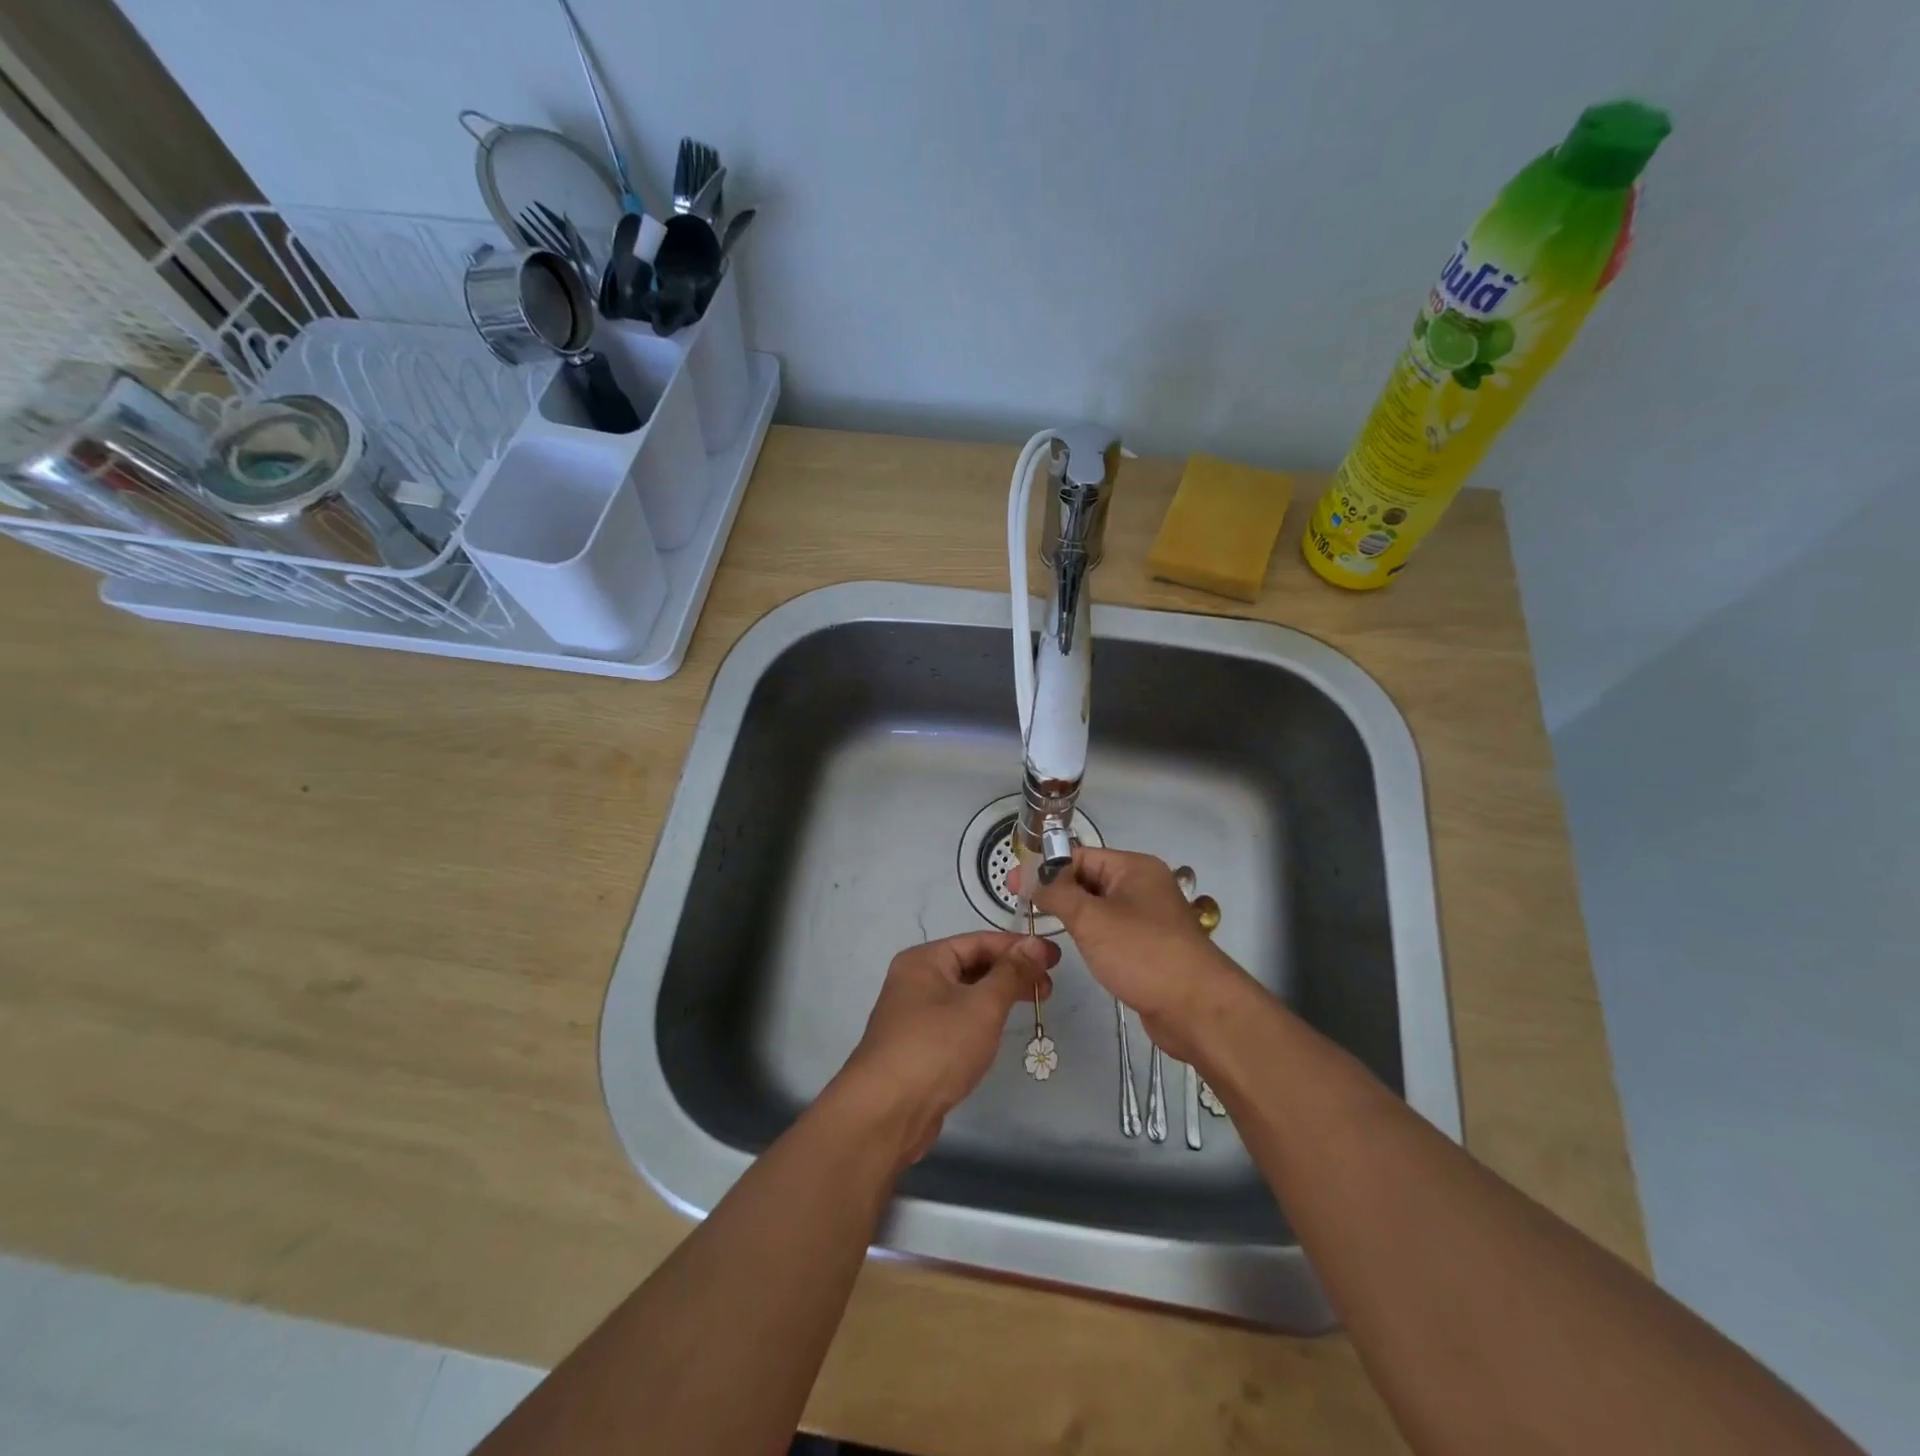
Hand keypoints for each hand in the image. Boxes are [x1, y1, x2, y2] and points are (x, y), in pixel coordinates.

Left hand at [836, 930, 1059, 1163]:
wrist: (886, 1112)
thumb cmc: (936, 1047)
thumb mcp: (982, 1006)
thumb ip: (1011, 973)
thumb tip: (1035, 944)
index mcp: (925, 960)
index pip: (978, 941)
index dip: (1018, 947)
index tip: (1054, 956)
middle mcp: (915, 980)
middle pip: (971, 965)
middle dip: (1011, 972)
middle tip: (1048, 985)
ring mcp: (913, 1014)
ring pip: (965, 994)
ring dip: (998, 995)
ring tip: (1033, 1004)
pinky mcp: (918, 1045)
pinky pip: (956, 1019)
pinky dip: (981, 1018)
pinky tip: (999, 1030)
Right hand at [1027, 847, 1251, 1063]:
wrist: (1197, 1008)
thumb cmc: (1142, 953)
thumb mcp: (1091, 919)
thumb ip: (1058, 894)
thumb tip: (1034, 879)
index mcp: (1134, 867)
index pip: (1080, 856)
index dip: (1045, 868)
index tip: (1013, 885)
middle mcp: (1143, 886)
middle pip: (1090, 879)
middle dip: (1057, 891)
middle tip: (1022, 907)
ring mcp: (1149, 917)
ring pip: (1100, 907)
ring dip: (1073, 915)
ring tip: (1041, 926)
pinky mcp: (1150, 947)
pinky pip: (1112, 931)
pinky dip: (1091, 935)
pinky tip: (1075, 948)